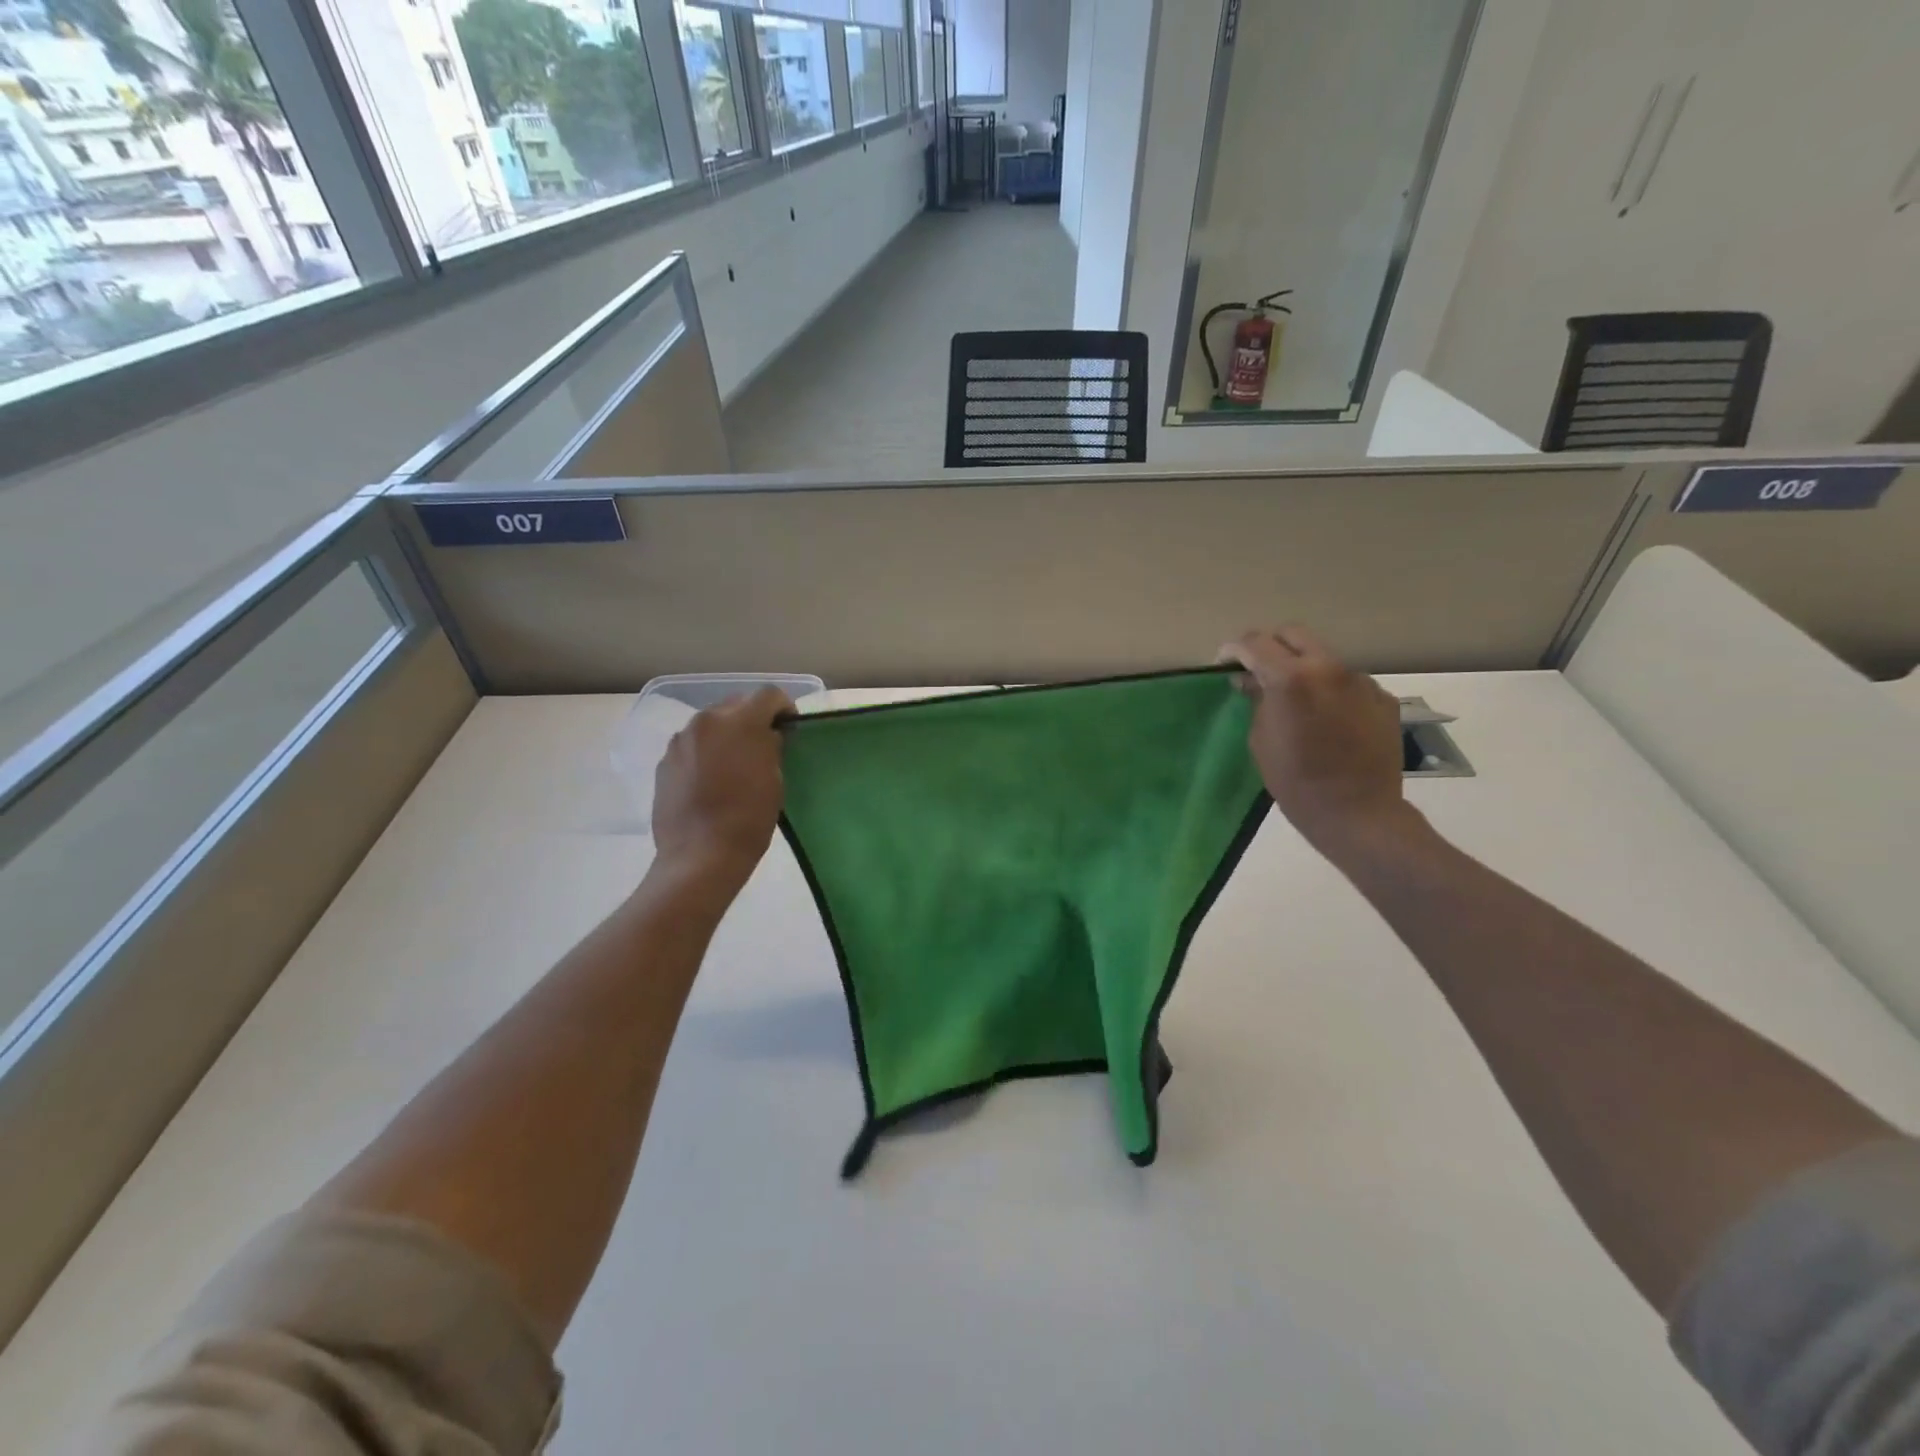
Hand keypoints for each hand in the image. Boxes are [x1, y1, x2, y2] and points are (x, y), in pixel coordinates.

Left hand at [651, 687, 792, 886]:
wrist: (700, 856)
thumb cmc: (748, 819)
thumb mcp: (774, 779)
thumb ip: (771, 747)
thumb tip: (766, 736)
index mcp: (739, 722)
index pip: (768, 695)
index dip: (784, 707)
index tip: (789, 728)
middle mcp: (705, 721)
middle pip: (736, 704)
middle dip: (752, 719)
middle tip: (763, 746)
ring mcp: (680, 741)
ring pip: (711, 724)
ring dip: (726, 735)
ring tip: (734, 764)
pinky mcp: (665, 762)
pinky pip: (692, 746)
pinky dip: (706, 753)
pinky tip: (711, 780)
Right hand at [1220, 627, 1415, 861]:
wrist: (1357, 813)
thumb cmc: (1295, 782)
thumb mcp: (1260, 740)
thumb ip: (1257, 701)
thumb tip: (1252, 680)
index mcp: (1291, 679)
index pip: (1255, 643)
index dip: (1233, 649)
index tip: (1224, 662)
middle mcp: (1329, 668)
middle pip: (1293, 634)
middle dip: (1270, 645)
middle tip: (1256, 668)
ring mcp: (1361, 680)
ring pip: (1323, 657)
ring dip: (1303, 667)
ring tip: (1294, 697)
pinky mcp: (1382, 698)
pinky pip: (1348, 683)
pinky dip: (1330, 691)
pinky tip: (1326, 718)